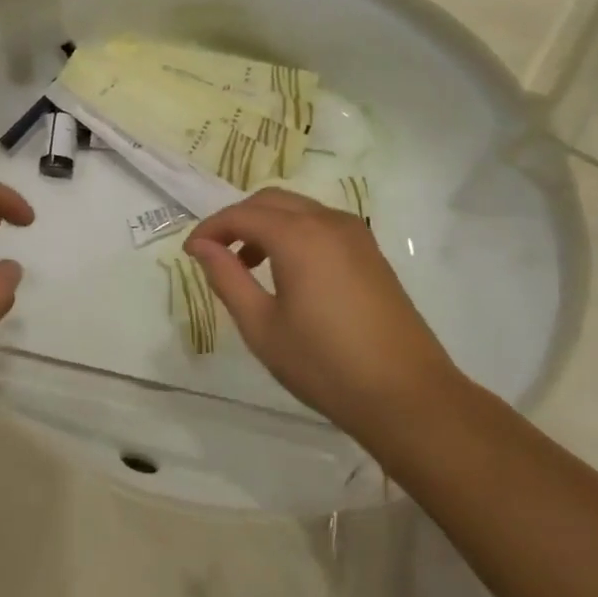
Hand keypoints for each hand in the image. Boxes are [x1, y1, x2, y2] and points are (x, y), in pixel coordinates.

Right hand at [184, 188, 454, 446]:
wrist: (408, 395)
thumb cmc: (325, 365)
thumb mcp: (262, 326)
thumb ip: (227, 278)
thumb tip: (202, 247)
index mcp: (299, 236)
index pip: (242, 214)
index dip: (211, 229)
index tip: (189, 252)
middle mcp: (327, 221)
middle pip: (270, 201)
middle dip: (237, 220)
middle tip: (214, 253)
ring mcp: (354, 234)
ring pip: (298, 209)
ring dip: (266, 225)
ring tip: (246, 265)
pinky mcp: (370, 252)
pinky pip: (320, 224)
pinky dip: (294, 233)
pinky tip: (286, 271)